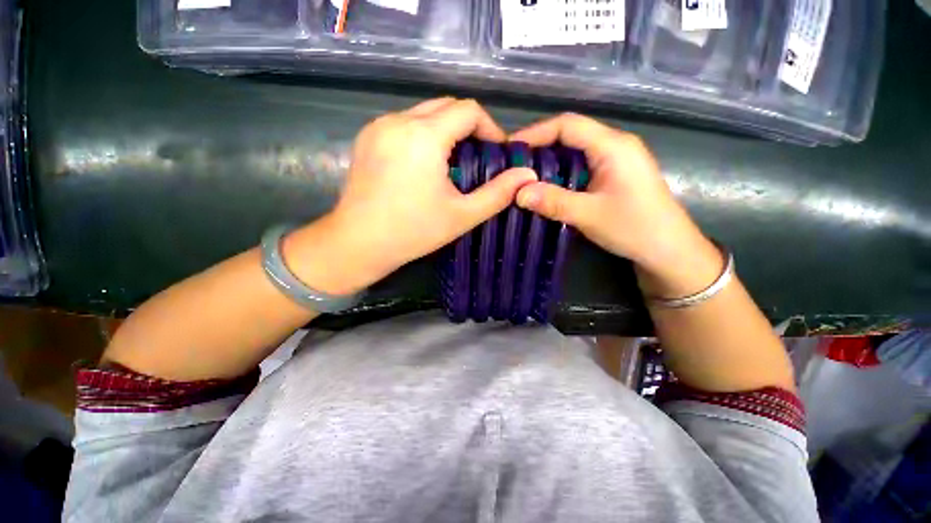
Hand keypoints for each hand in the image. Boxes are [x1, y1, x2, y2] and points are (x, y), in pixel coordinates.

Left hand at [284, 98, 536, 295]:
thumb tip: (527, 175)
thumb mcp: (462, 215)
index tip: (496, 153)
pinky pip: (405, 123)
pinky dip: (424, 134)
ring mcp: (378, 126)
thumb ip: (498, 193)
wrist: (358, 243)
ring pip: (424, 112)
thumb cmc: (413, 231)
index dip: (490, 128)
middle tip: (478, 158)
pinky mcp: (367, 137)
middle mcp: (398, 120)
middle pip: (446, 106)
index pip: (468, 110)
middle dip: (469, 127)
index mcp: (423, 135)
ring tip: (454, 162)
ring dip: (446, 130)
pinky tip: (426, 163)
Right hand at [510, 113, 722, 298]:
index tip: (510, 148)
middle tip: (513, 164)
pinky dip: (560, 173)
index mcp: (613, 146)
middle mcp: (614, 145)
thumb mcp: (589, 215)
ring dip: (549, 161)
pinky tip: (546, 187)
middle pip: (570, 134)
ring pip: (575, 151)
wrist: (669, 251)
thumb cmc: (635, 228)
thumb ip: (553, 201)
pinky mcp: (613, 176)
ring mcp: (615, 160)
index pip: (567, 125)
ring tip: (524, 176)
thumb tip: (517, 193)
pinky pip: (580, 166)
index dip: (535, 133)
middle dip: (539, 146)